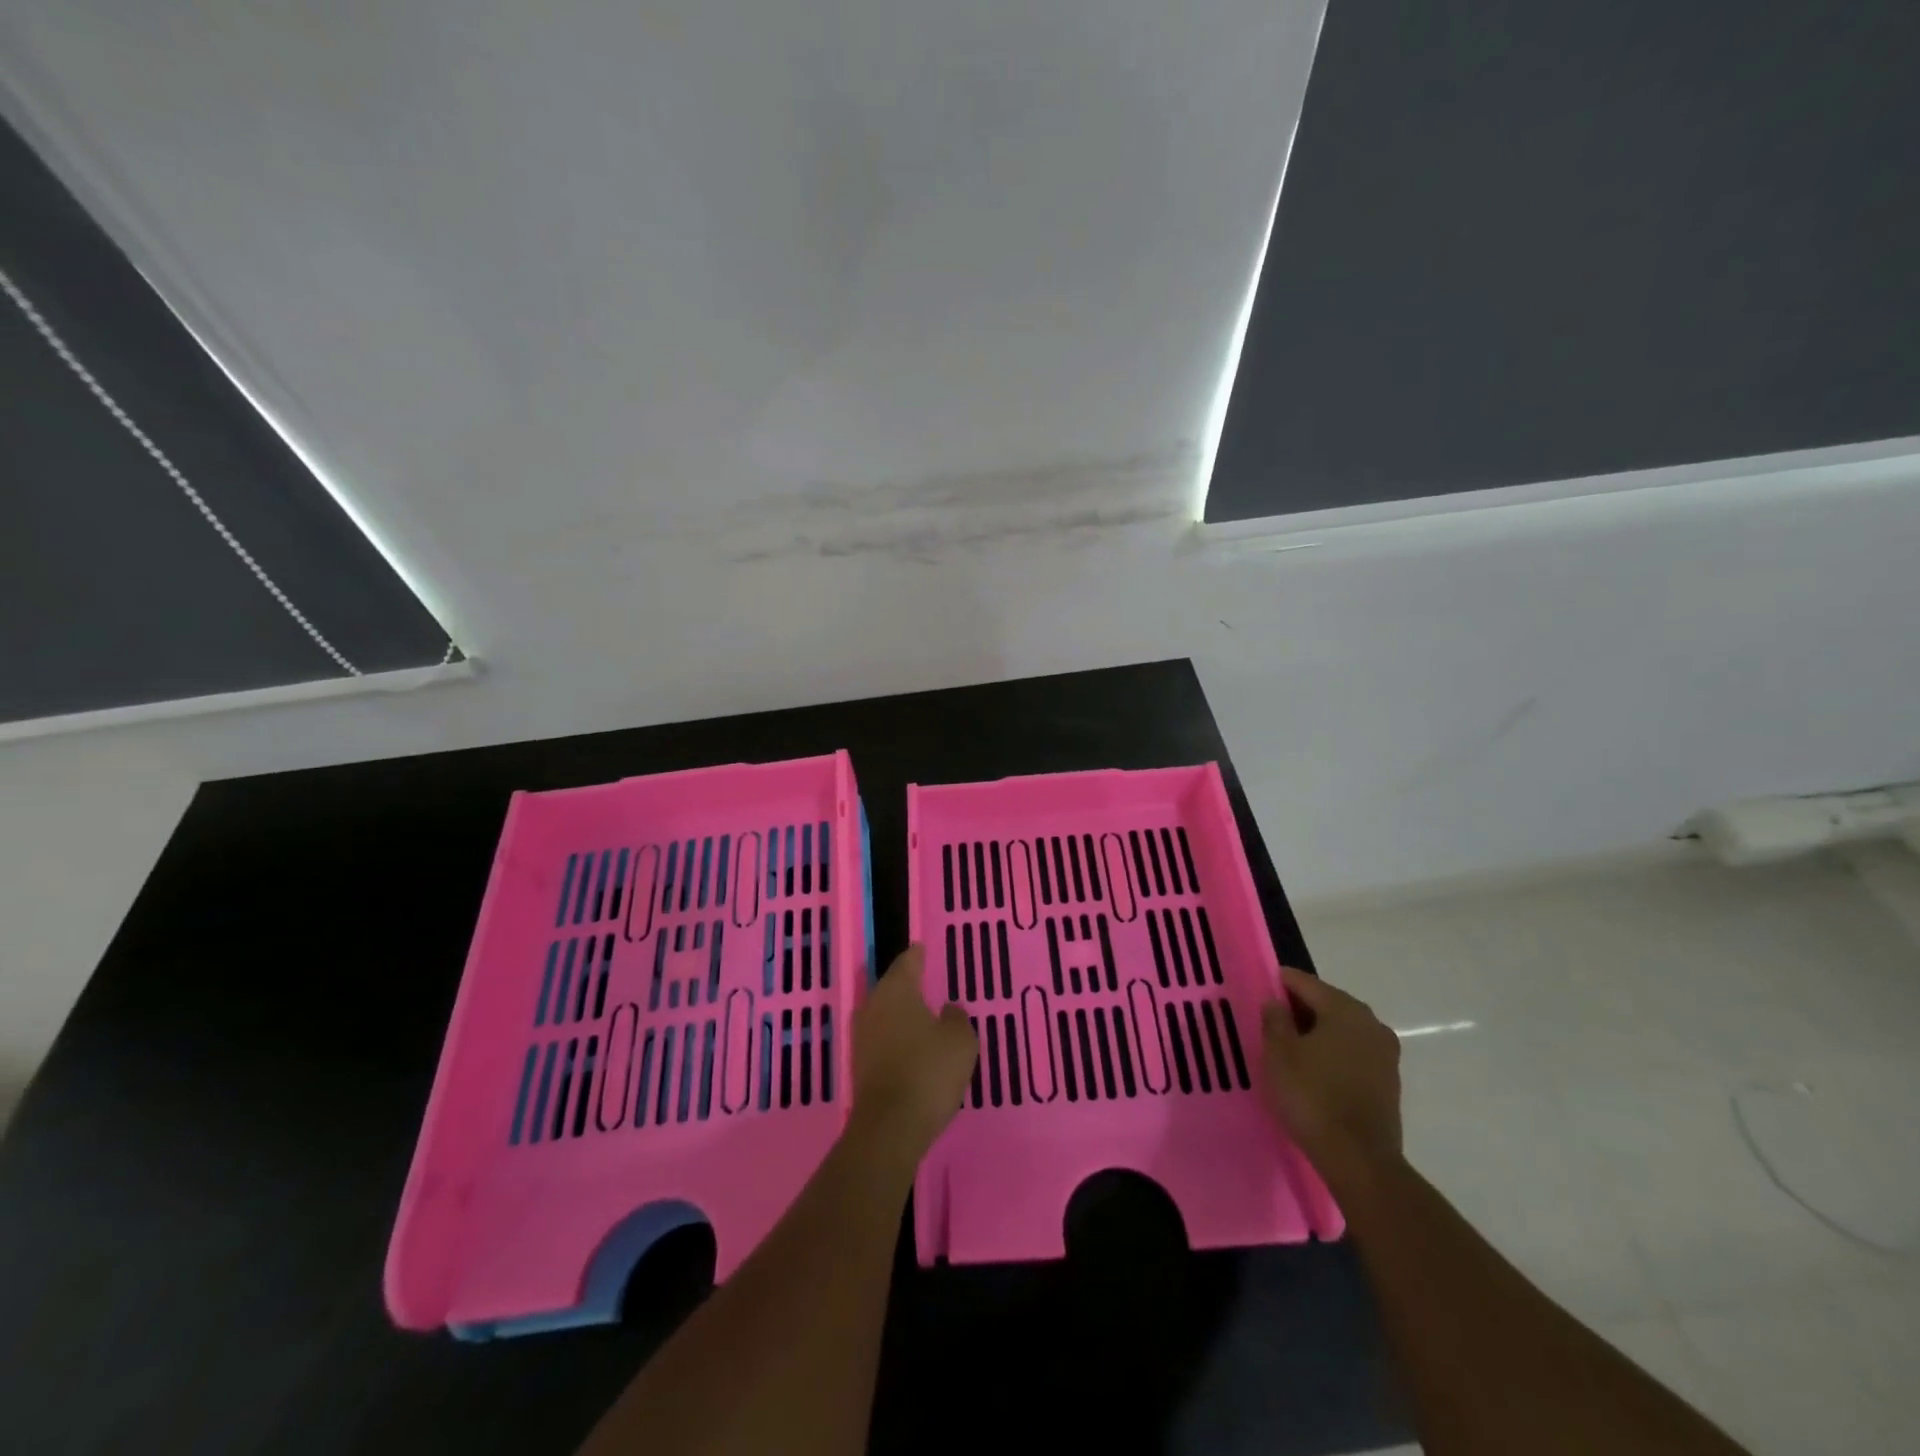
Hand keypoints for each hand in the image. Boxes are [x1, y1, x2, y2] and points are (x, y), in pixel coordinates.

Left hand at [849, 945, 977, 1157]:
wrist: (890, 1127)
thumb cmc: (928, 1071)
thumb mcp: (960, 1041)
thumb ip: (956, 1018)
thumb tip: (948, 1010)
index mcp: (896, 990)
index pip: (907, 962)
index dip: (917, 955)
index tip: (922, 948)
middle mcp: (873, 1006)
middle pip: (892, 986)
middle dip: (908, 984)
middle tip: (926, 980)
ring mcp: (862, 1036)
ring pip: (885, 1013)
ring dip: (901, 1013)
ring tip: (923, 1014)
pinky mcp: (860, 1065)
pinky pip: (882, 1039)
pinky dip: (897, 1037)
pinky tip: (912, 1046)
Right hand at [1261, 964, 1402, 1183]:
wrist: (1359, 1159)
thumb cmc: (1312, 1097)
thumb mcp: (1279, 1054)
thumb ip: (1275, 1020)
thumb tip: (1275, 1002)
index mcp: (1344, 1009)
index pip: (1306, 983)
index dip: (1280, 983)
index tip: (1261, 990)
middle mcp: (1371, 1023)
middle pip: (1328, 1003)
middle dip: (1300, 1008)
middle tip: (1272, 1020)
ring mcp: (1385, 1054)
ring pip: (1343, 1029)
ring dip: (1318, 1032)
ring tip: (1291, 1046)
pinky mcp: (1389, 1081)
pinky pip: (1354, 1052)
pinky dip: (1334, 1052)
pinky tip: (1315, 1068)